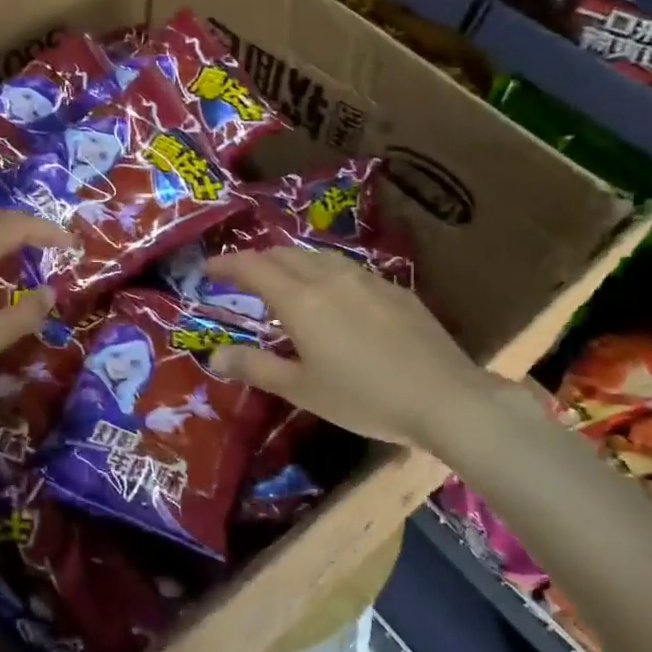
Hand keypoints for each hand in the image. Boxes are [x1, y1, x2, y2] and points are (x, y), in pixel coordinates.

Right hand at [203, 247, 493, 449]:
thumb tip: (214, 355)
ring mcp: (367, 279)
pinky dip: (323, 272)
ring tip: (283, 280)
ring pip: (318, 256)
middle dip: (257, 260)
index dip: (227, 264)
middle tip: (241, 276)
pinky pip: (346, 268)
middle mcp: (330, 277)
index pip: (254, 267)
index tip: (207, 269)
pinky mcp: (394, 289)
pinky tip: (332, 294)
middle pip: (285, 254)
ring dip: (291, 261)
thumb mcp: (301, 389)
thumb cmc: (363, 397)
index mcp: (301, 299)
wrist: (443, 396)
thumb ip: (256, 367)